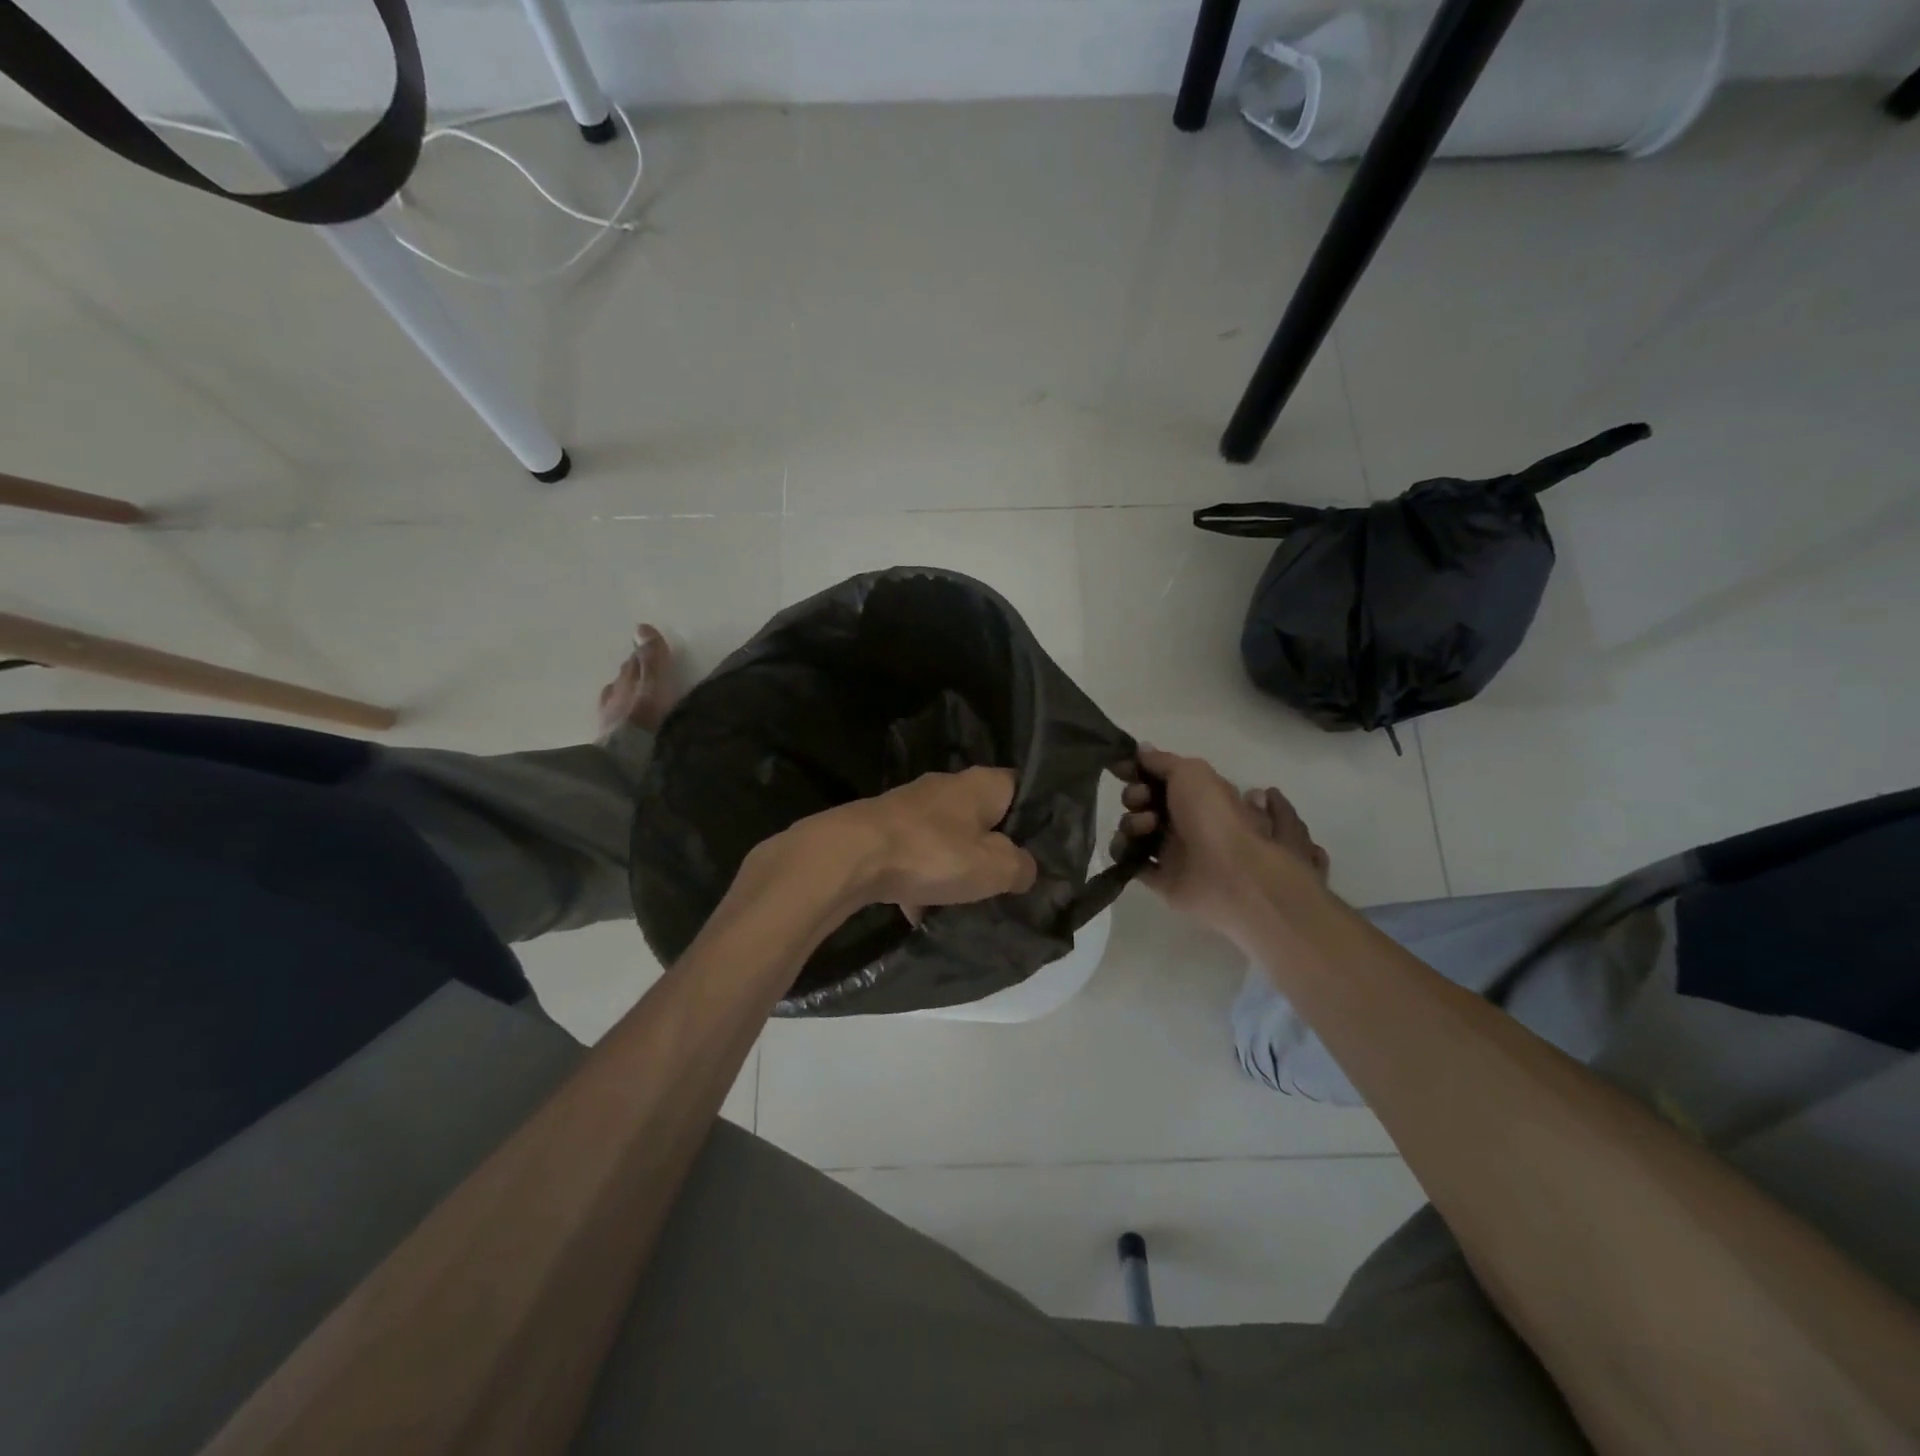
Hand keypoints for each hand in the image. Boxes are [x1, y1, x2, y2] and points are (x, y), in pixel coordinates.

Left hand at [805, 767, 1038, 917]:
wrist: (851, 856)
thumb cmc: (933, 853)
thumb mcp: (995, 868)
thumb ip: (1021, 867)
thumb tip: (1025, 868)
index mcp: (981, 783)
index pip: (1020, 788)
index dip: (1034, 818)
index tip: (1041, 851)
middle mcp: (947, 785)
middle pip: (982, 817)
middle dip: (992, 849)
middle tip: (1006, 882)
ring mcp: (911, 806)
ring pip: (947, 839)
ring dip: (954, 868)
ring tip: (965, 903)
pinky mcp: (884, 828)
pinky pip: (914, 856)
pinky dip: (919, 881)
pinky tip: (920, 912)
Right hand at [1109, 747, 1324, 939]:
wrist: (1230, 873)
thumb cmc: (1214, 816)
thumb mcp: (1191, 772)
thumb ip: (1162, 761)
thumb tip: (1141, 750)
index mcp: (1198, 794)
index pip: (1161, 778)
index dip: (1141, 771)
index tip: (1123, 768)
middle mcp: (1186, 820)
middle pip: (1145, 802)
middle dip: (1136, 796)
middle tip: (1141, 800)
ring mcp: (1174, 851)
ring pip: (1136, 830)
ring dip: (1132, 822)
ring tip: (1146, 828)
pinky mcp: (1162, 879)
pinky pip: (1132, 861)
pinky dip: (1124, 852)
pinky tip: (1128, 848)